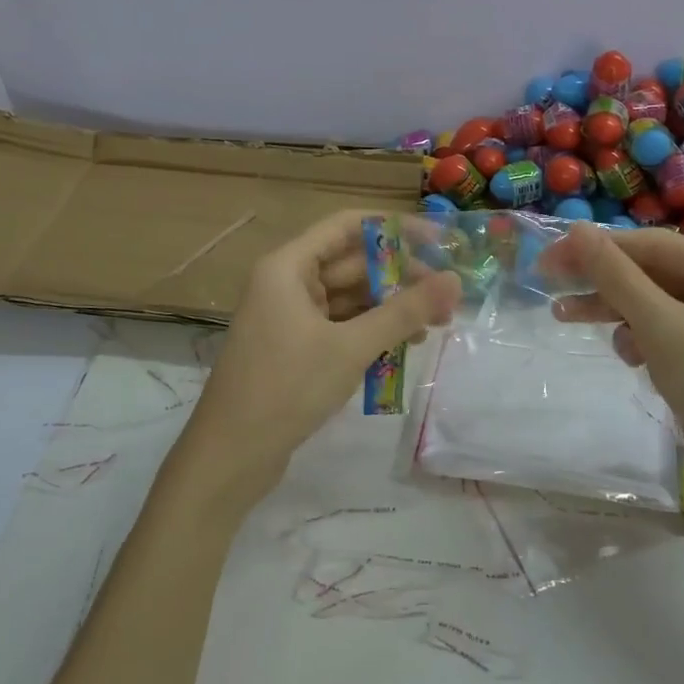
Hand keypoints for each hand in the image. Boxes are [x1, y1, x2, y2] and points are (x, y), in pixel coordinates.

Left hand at [167, 209, 461, 514]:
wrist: (229, 457)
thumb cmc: (287, 388)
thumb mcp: (351, 347)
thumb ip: (404, 311)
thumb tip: (454, 280)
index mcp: (288, 267)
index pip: (347, 225)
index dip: (393, 228)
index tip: (437, 240)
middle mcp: (287, 282)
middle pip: (352, 264)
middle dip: (400, 278)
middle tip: (447, 296)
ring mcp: (289, 316)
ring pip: (350, 298)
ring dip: (390, 308)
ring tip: (435, 325)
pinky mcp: (295, 347)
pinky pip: (340, 325)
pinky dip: (370, 331)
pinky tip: (403, 346)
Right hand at [542, 224, 683, 514]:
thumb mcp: (664, 329)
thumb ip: (617, 277)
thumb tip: (576, 230)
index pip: (657, 247)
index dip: (600, 249)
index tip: (549, 258)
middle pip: (655, 275)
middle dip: (604, 284)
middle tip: (550, 287)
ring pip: (655, 306)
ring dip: (616, 313)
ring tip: (566, 317)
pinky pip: (666, 335)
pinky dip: (641, 341)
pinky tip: (630, 359)